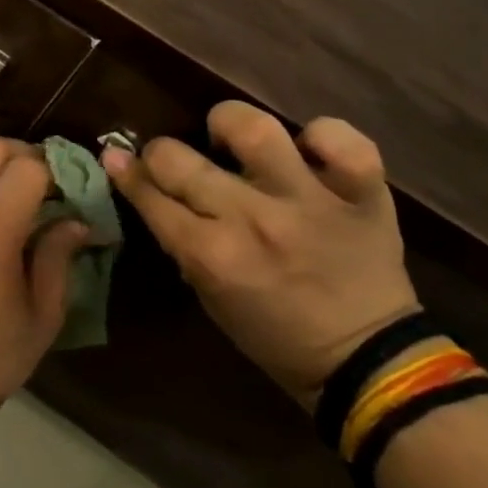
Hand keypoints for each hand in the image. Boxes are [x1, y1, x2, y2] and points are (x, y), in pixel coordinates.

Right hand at [102, 102, 418, 405]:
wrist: (371, 362)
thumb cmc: (276, 335)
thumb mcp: (211, 297)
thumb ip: (181, 243)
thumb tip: (150, 193)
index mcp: (213, 256)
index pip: (150, 197)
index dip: (126, 174)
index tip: (117, 159)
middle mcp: (254, 220)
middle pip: (178, 159)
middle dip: (159, 154)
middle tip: (171, 160)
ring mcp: (310, 201)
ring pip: (254, 128)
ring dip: (230, 126)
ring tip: (231, 139)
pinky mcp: (361, 194)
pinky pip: (342, 139)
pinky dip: (322, 138)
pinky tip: (309, 153)